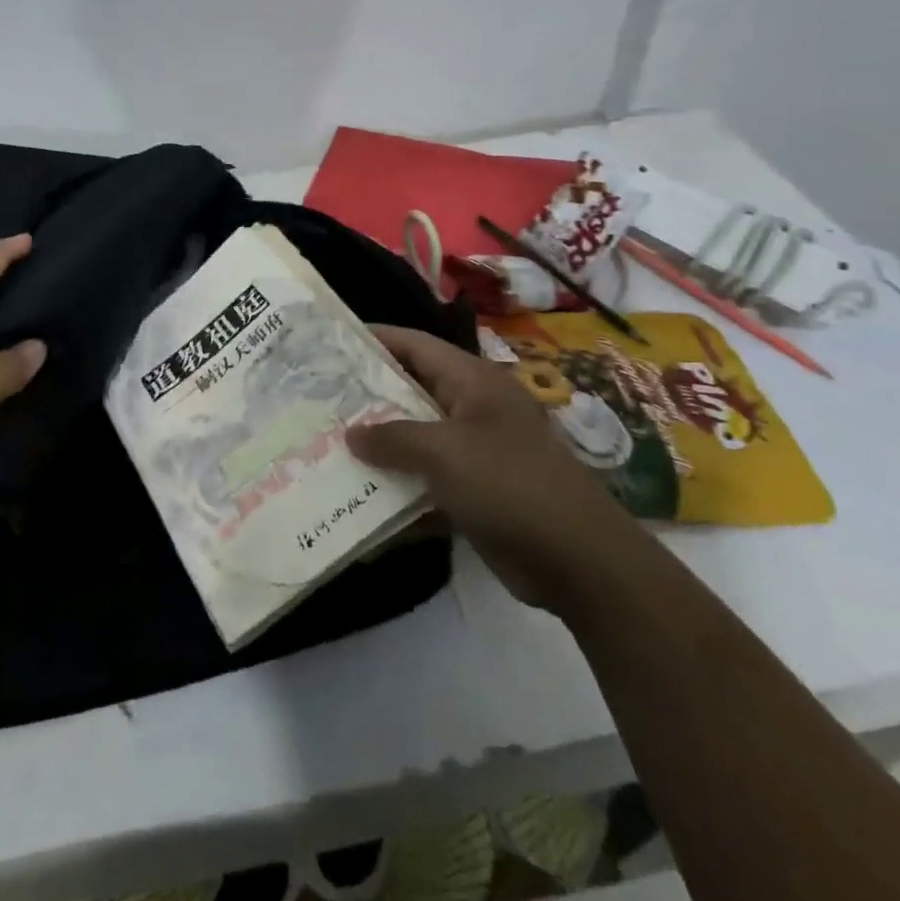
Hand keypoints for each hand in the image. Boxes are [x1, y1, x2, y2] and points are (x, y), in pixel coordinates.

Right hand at [348, 325, 645, 610]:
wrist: (578, 560)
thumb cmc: (509, 484)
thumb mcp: (444, 452)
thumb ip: (392, 438)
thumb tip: (351, 433)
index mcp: (473, 382)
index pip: (416, 345)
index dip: (376, 340)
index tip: (333, 344)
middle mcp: (474, 409)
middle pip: (413, 392)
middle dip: (370, 397)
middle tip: (321, 399)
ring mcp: (477, 453)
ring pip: (417, 440)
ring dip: (381, 447)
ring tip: (329, 446)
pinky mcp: (477, 493)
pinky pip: (428, 482)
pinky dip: (400, 490)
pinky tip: (362, 501)